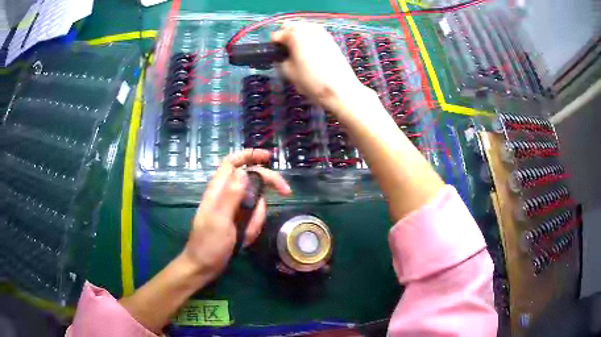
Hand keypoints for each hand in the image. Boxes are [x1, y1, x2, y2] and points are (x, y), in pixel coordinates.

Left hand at [182, 149, 291, 279]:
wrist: (204, 266)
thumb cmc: (208, 244)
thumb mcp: (220, 220)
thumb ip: (231, 196)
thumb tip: (244, 172)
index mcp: (218, 190)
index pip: (232, 163)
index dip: (249, 155)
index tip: (269, 157)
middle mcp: (225, 194)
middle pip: (251, 179)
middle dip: (267, 185)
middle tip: (286, 192)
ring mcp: (232, 208)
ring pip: (255, 202)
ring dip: (257, 217)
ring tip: (245, 235)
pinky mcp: (236, 220)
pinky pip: (253, 217)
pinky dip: (253, 227)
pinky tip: (243, 239)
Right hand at [272, 22, 367, 110]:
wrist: (341, 89)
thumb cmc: (312, 82)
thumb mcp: (289, 73)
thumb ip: (281, 60)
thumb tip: (282, 56)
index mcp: (296, 36)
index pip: (277, 34)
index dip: (273, 45)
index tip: (273, 54)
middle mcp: (309, 30)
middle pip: (291, 27)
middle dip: (286, 37)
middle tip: (285, 51)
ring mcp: (322, 33)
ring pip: (304, 28)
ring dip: (298, 36)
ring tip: (297, 51)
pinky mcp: (331, 40)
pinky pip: (315, 33)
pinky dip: (309, 38)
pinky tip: (309, 51)